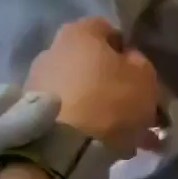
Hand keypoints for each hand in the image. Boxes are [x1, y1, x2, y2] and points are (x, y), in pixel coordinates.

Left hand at [27, 17, 163, 158]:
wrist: (64, 148)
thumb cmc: (111, 100)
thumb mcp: (145, 77)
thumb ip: (139, 63)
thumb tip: (129, 61)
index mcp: (79, 33)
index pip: (108, 30)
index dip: (128, 52)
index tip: (141, 75)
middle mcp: (52, 51)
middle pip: (92, 64)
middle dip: (114, 84)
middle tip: (137, 109)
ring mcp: (38, 83)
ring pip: (82, 92)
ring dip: (102, 109)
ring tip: (126, 137)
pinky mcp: (32, 114)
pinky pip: (68, 115)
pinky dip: (86, 126)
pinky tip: (108, 147)